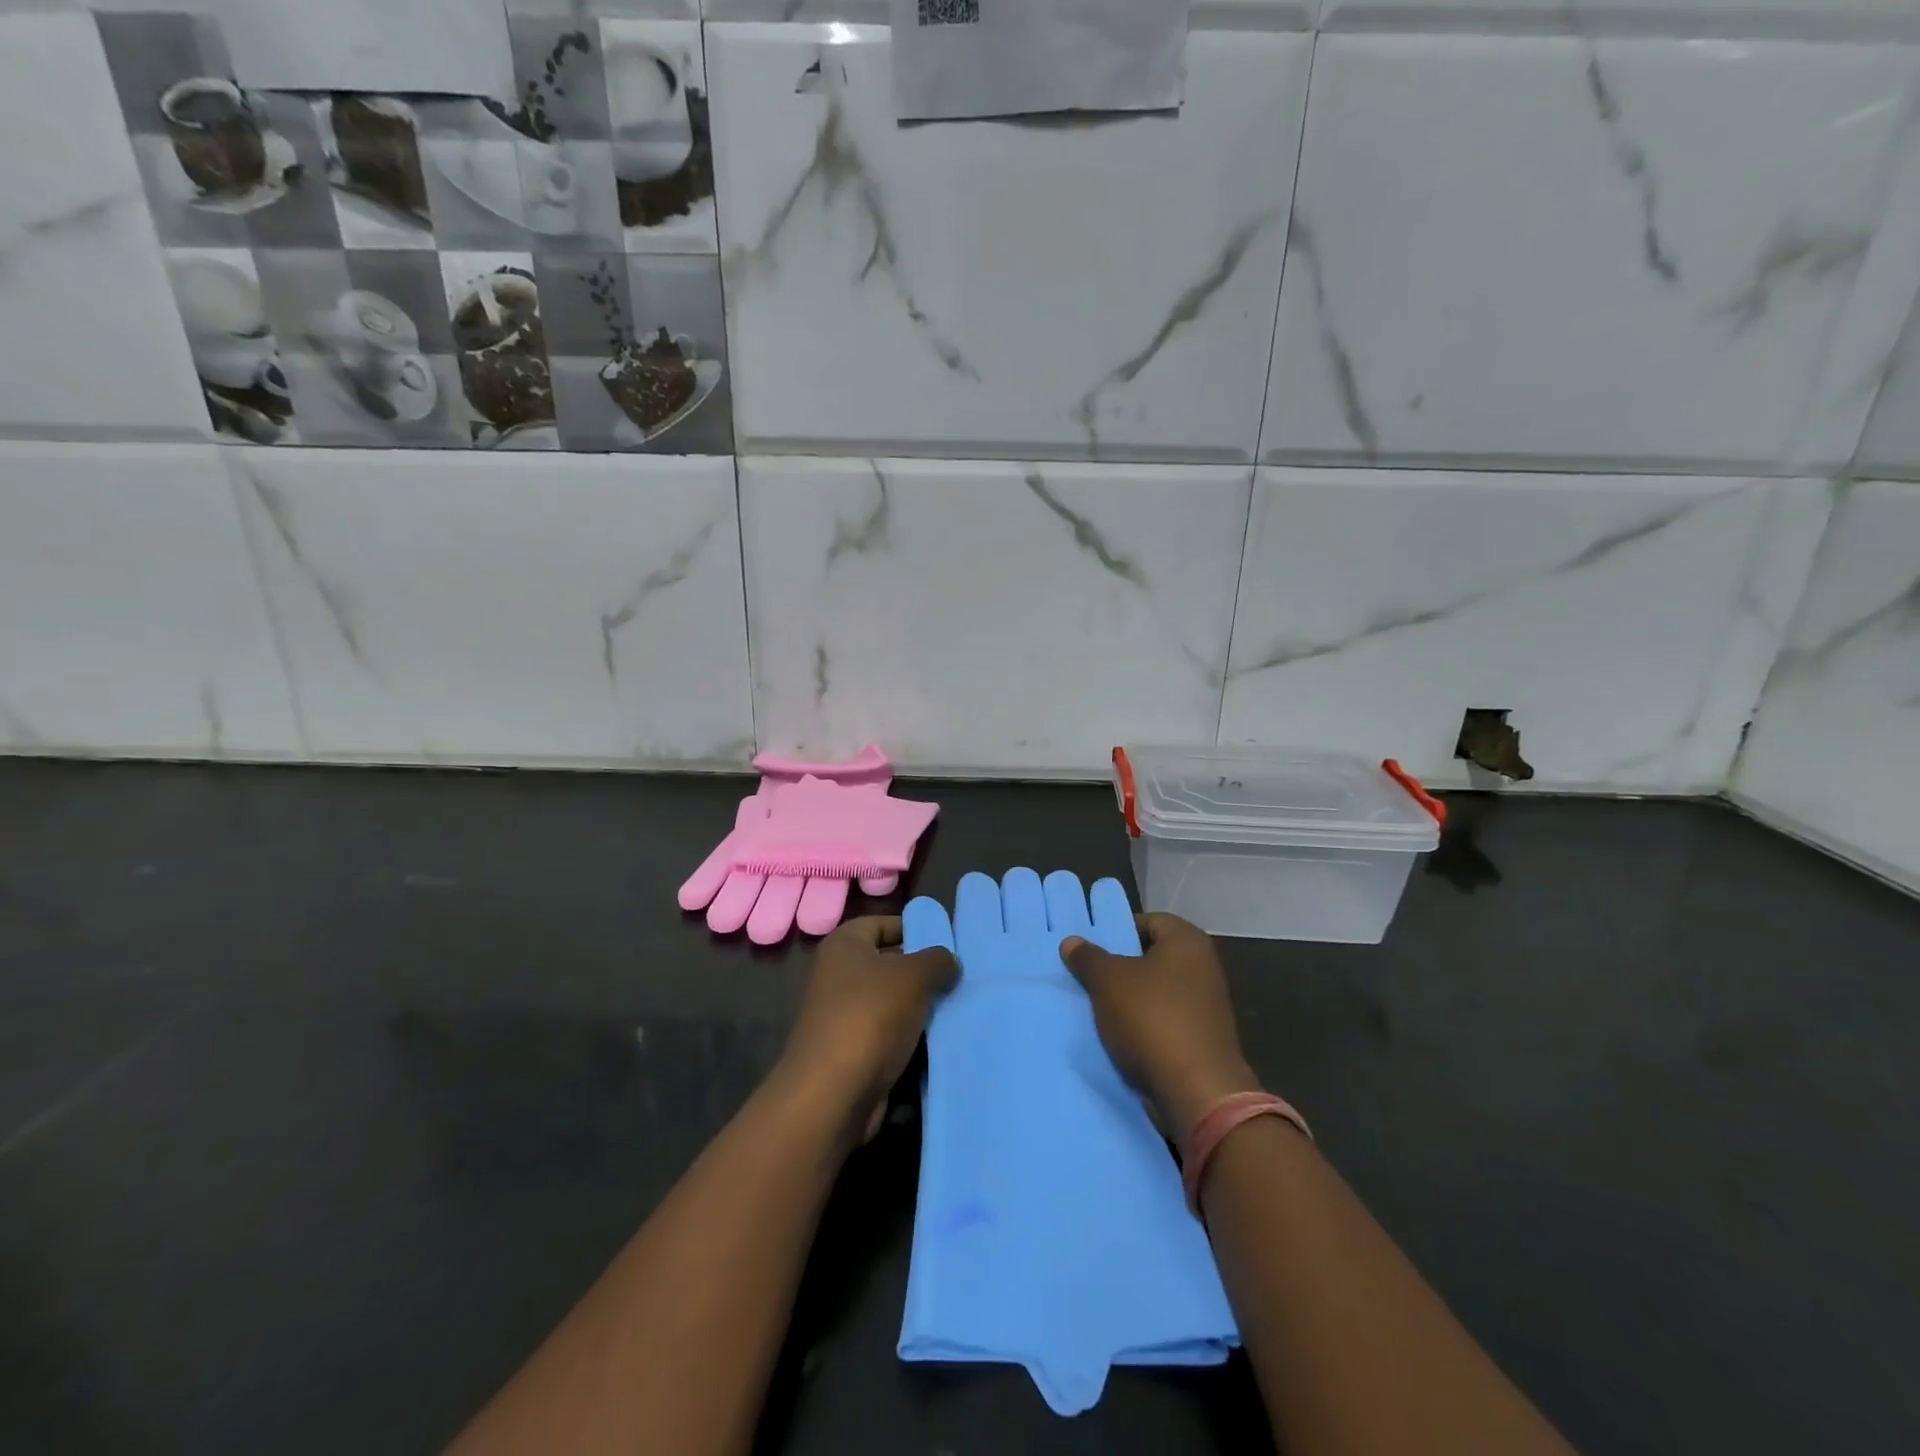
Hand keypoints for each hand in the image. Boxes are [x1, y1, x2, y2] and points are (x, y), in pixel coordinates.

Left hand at [778, 916, 958, 1140]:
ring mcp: (844, 1016)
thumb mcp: (913, 976)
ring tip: (960, 1005)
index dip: (914, 928)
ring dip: (922, 1007)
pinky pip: (891, 1034)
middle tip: (961, 975)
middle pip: (890, 963)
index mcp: (844, 945)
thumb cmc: (870, 1017)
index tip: (948, 942)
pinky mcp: (854, 1051)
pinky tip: (943, 1038)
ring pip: (894, 1002)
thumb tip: (949, 961)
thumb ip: (937, 960)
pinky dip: (913, 1036)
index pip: (883, 924)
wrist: (833, 1095)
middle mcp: (839, 975)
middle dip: (924, 970)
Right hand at [1060, 913, 1259, 1136]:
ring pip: (1156, 991)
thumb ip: (1088, 957)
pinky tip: (1118, 1036)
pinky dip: (1143, 1025)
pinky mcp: (1203, 1038)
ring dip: (1129, 999)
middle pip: (1151, 956)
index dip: (1118, 931)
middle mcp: (1203, 966)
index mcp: (1187, 941)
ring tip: (1096, 1008)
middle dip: (1119, 967)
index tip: (1092, 950)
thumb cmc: (1152, 1019)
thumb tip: (1072, 941)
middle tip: (1088, 977)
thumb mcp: (1108, 981)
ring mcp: (1206, 1004)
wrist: (1197, 1092)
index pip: (1148, 921)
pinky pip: (1165, 1020)